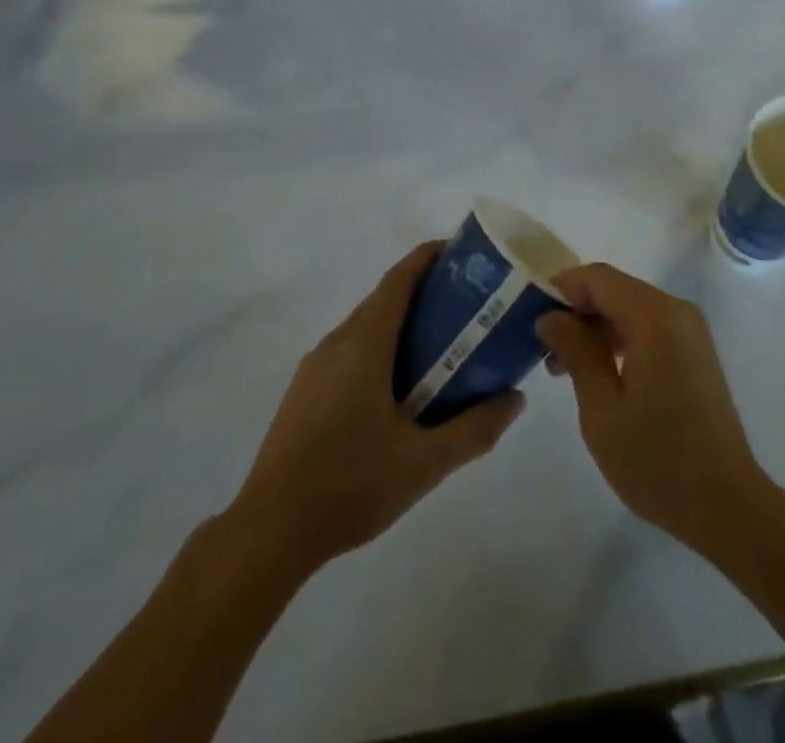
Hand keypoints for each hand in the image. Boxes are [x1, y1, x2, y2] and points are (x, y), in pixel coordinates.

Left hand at [231, 242, 523, 574]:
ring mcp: (314, 368)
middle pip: (383, 298)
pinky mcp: (304, 392)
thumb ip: (475, 429)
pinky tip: (398, 387)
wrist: (269, 532)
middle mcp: (336, 343)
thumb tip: (515, 397)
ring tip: (439, 344)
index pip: (398, 280)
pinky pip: (349, 350)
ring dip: (401, 321)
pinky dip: (379, 346)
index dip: (428, 257)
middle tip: (466, 305)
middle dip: (423, 290)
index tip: (462, 253)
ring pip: (365, 325)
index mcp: (364, 345)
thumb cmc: (350, 486)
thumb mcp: (425, 464)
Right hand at [536, 265, 769, 553]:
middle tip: (542, 349)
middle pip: (614, 290)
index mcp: (655, 317)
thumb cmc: (658, 460)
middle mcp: (676, 311)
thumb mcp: (602, 409)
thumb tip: (550, 316)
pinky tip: (597, 374)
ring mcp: (689, 331)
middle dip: (576, 312)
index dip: (561, 288)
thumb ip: (576, 352)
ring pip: (629, 309)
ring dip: (595, 329)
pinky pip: (647, 328)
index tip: (529, 315)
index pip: (598, 278)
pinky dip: (618, 340)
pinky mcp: (693, 351)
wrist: (727, 505)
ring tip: (561, 368)